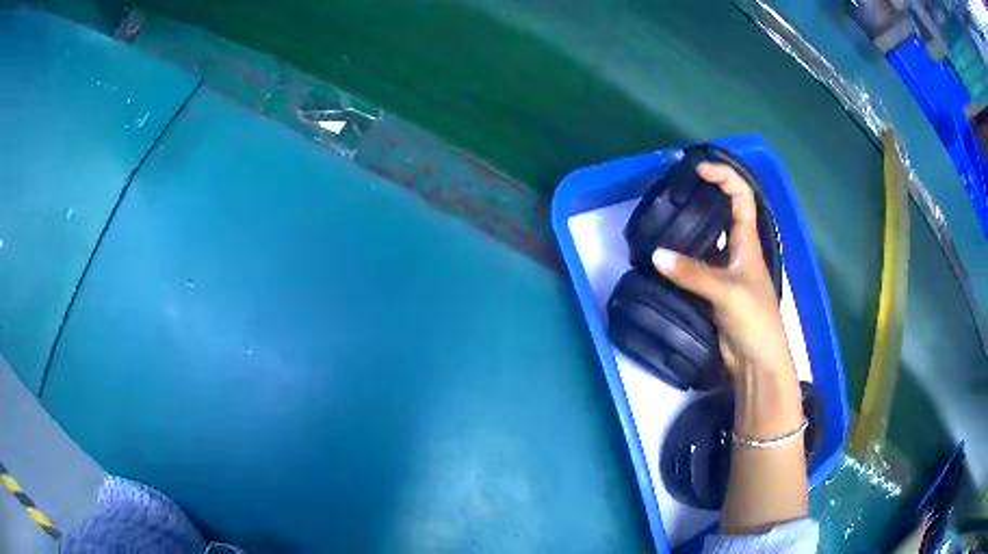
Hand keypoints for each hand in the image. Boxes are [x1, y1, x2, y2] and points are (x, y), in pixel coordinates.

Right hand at [651, 162, 792, 377]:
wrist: (755, 360)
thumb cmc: (754, 319)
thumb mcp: (727, 291)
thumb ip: (692, 273)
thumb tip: (655, 255)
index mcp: (748, 241)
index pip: (741, 196)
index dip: (725, 176)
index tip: (699, 169)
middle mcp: (737, 250)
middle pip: (723, 212)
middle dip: (703, 195)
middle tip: (674, 190)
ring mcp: (724, 271)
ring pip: (706, 240)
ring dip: (688, 228)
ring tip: (662, 218)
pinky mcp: (712, 291)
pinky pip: (694, 267)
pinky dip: (680, 259)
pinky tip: (662, 256)